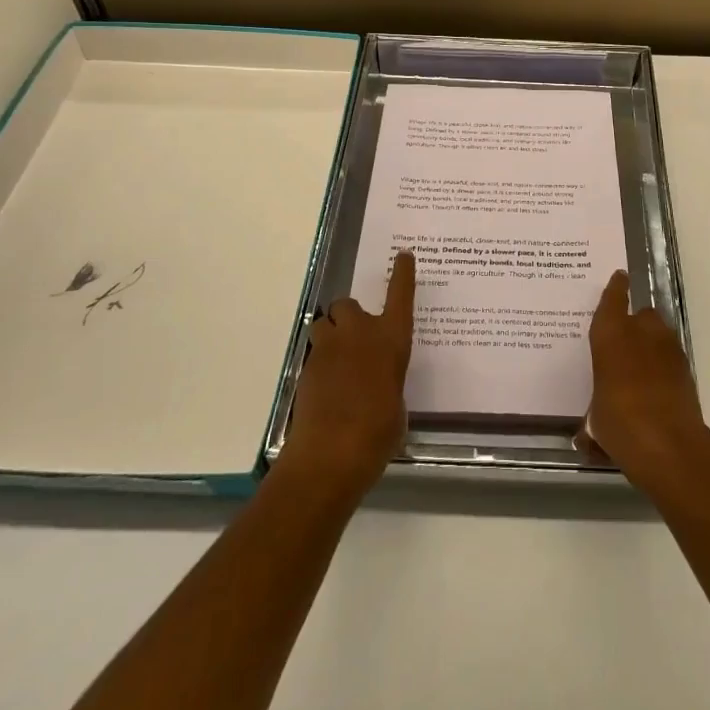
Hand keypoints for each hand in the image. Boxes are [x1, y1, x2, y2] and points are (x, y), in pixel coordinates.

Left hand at [280, 251, 415, 501]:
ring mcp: (329, 348)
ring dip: (330, 335)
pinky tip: (327, 388)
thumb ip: (389, 385)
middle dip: (349, 317)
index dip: (402, 274)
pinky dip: (320, 363)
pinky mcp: (306, 368)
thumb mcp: (397, 407)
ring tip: (337, 360)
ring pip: (324, 323)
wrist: (330, 454)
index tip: (402, 255)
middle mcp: (360, 334)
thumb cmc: (378, 433)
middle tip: (356, 340)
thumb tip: (380, 387)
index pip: (400, 296)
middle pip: (347, 305)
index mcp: (391, 340)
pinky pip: (314, 353)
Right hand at [579, 269, 709, 501]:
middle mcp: (641, 333)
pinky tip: (655, 388)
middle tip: (623, 344)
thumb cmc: (620, 425)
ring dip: (651, 344)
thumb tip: (585, 438)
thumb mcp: (595, 422)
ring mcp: (668, 350)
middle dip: (635, 324)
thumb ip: (590, 421)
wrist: (670, 447)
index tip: (620, 276)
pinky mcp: (686, 370)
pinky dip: (663, 366)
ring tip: (640, 369)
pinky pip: (670, 358)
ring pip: (659, 334)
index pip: (612, 300)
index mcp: (611, 335)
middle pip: (641, 315)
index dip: (615, 288)